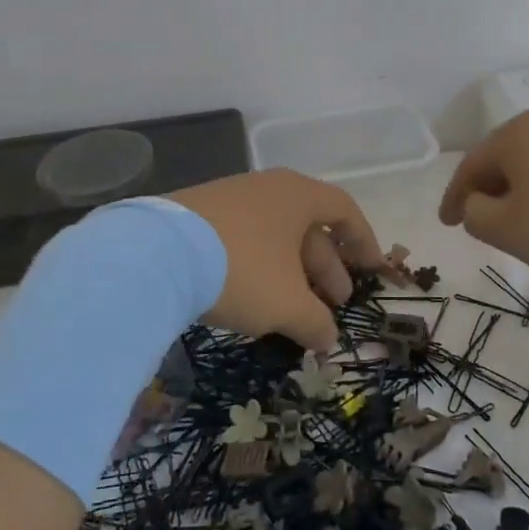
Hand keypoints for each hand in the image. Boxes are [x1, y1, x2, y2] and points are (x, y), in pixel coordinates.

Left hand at [172, 170, 383, 349]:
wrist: (156, 255)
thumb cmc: (242, 270)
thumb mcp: (287, 304)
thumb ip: (315, 322)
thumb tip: (328, 340)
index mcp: (297, 195)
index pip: (344, 211)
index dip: (364, 242)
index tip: (372, 270)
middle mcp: (267, 189)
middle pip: (308, 227)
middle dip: (325, 269)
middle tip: (332, 305)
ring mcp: (229, 199)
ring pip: (274, 237)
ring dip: (291, 273)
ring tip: (292, 310)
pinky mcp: (198, 216)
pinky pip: (244, 240)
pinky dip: (259, 269)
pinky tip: (252, 299)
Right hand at [439, 111, 528, 277]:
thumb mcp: (509, 230)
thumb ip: (476, 216)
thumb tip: (477, 205)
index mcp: (515, 134)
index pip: (470, 166)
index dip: (454, 198)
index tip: (447, 224)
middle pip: (504, 159)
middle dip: (489, 191)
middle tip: (482, 222)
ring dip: (523, 192)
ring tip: (523, 223)